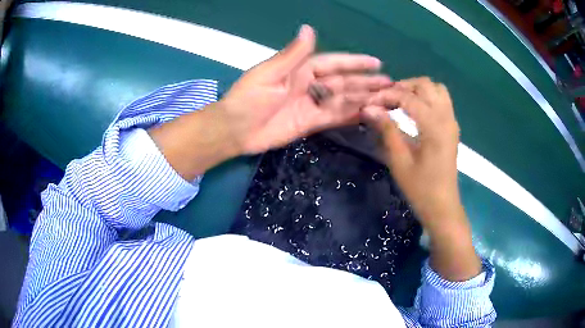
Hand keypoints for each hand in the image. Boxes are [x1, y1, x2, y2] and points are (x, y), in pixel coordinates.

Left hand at [217, 25, 392, 154]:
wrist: (235, 130)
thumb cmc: (249, 98)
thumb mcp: (269, 74)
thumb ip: (293, 55)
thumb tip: (309, 28)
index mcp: (301, 69)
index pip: (334, 63)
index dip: (355, 62)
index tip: (376, 62)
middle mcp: (310, 85)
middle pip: (344, 82)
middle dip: (366, 82)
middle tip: (389, 85)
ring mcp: (312, 105)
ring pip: (343, 100)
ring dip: (363, 99)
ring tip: (385, 100)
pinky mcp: (311, 123)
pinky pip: (335, 118)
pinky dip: (351, 115)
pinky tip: (367, 114)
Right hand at [363, 77, 481, 280]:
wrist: (443, 206)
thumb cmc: (420, 188)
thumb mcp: (400, 161)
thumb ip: (386, 130)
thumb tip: (368, 108)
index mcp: (434, 126)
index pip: (409, 97)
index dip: (387, 95)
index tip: (369, 102)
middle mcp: (446, 118)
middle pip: (425, 85)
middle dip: (403, 86)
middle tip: (385, 99)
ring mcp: (452, 121)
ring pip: (436, 89)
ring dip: (417, 89)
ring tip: (400, 101)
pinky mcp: (452, 127)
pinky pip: (441, 100)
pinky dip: (427, 97)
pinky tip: (414, 111)